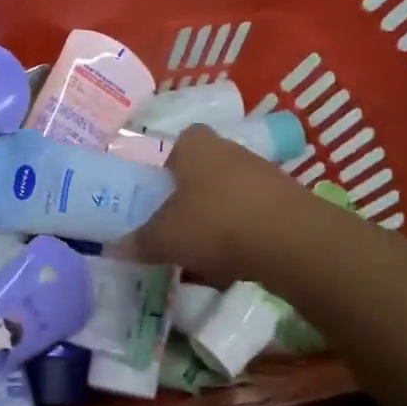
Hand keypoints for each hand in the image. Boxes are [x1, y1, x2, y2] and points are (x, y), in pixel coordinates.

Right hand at [129, 125, 308, 285]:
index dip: (170, 165)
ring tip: (206, 252)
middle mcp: (230, 150)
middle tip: (179, 225)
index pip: (181, 141)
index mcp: (196, 146)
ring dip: (221, 216)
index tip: (162, 193)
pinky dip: (246, 235)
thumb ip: (139, 241)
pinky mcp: (289, 201)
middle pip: (207, 168)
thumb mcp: (165, 238)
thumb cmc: (215, 224)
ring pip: (233, 192)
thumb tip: (115, 247)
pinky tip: (237, 264)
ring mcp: (264, 173)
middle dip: (194, 195)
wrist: (290, 241)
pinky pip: (257, 215)